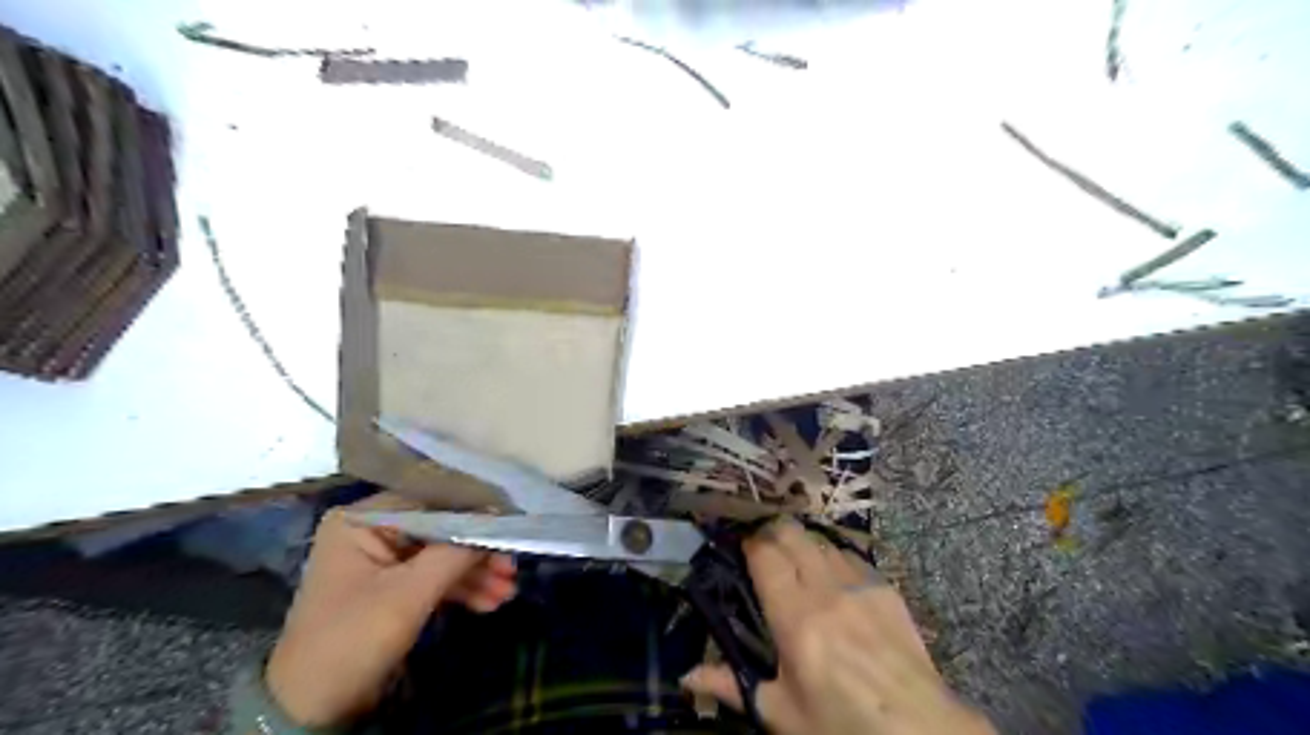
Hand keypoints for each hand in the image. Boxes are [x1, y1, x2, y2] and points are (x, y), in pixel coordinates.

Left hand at [265, 492, 516, 724]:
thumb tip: (498, 521)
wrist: (312, 709)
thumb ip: (455, 552)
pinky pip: (432, 578)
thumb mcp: (409, 594)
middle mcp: (370, 532)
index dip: (473, 511)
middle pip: (439, 530)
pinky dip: (460, 589)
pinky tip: (490, 602)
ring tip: (508, 592)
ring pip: (440, 555)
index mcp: (361, 521)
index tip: (509, 524)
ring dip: (474, 574)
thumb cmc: (354, 639)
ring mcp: (381, 561)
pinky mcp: (390, 588)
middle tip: (511, 567)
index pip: (429, 502)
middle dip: (476, 552)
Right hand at [687, 519, 992, 734]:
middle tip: (761, 545)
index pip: (765, 555)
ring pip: (821, 539)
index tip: (739, 547)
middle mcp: (825, 589)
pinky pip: (850, 555)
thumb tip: (686, 678)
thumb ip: (732, 686)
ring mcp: (859, 584)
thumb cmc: (843, 725)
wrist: (921, 730)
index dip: (748, 543)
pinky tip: (830, 572)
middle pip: (792, 533)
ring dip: (802, 541)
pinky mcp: (885, 587)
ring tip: (794, 556)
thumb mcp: (782, 713)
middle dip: (771, 530)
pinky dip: (832, 555)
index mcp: (795, 617)